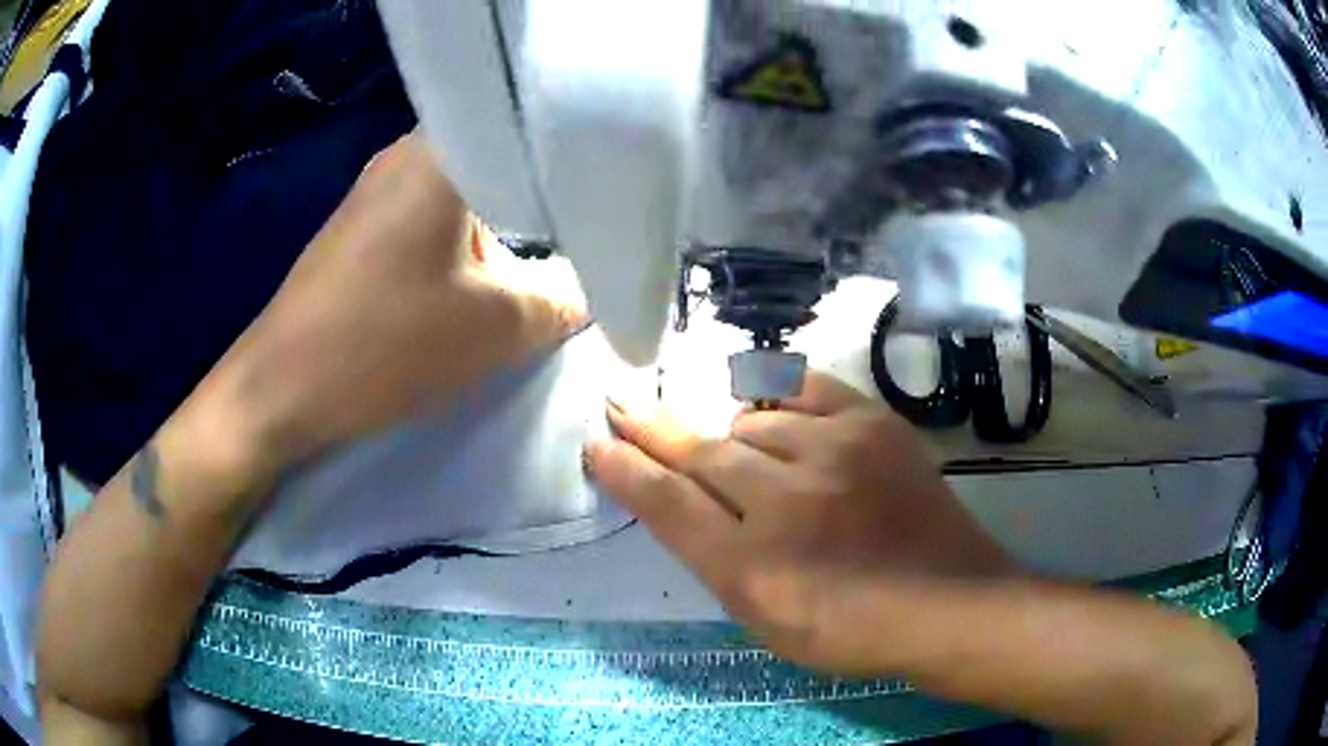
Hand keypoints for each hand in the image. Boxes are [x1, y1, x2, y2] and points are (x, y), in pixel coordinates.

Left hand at [207, 130, 584, 478]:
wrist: (281, 389)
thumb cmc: (385, 343)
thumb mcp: (496, 327)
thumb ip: (563, 300)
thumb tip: (593, 291)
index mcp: (444, 150)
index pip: (534, 133)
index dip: (578, 167)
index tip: (611, 203)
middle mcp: (409, 151)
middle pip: (499, 161)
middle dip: (544, 202)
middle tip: (588, 237)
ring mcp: (379, 187)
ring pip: (465, 192)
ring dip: (503, 227)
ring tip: (543, 261)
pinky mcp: (362, 225)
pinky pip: (431, 217)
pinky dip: (463, 242)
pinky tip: (479, 276)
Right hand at [585, 373, 1014, 673]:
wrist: (945, 602)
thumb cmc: (849, 629)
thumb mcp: (765, 619)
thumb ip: (716, 560)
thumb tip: (682, 503)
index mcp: (751, 567)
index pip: (667, 504)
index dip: (624, 470)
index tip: (595, 444)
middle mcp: (785, 502)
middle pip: (699, 452)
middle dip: (650, 428)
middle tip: (620, 404)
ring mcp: (834, 454)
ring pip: (750, 420)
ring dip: (732, 435)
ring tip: (741, 456)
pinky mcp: (873, 425)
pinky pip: (805, 389)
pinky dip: (778, 397)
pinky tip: (770, 407)